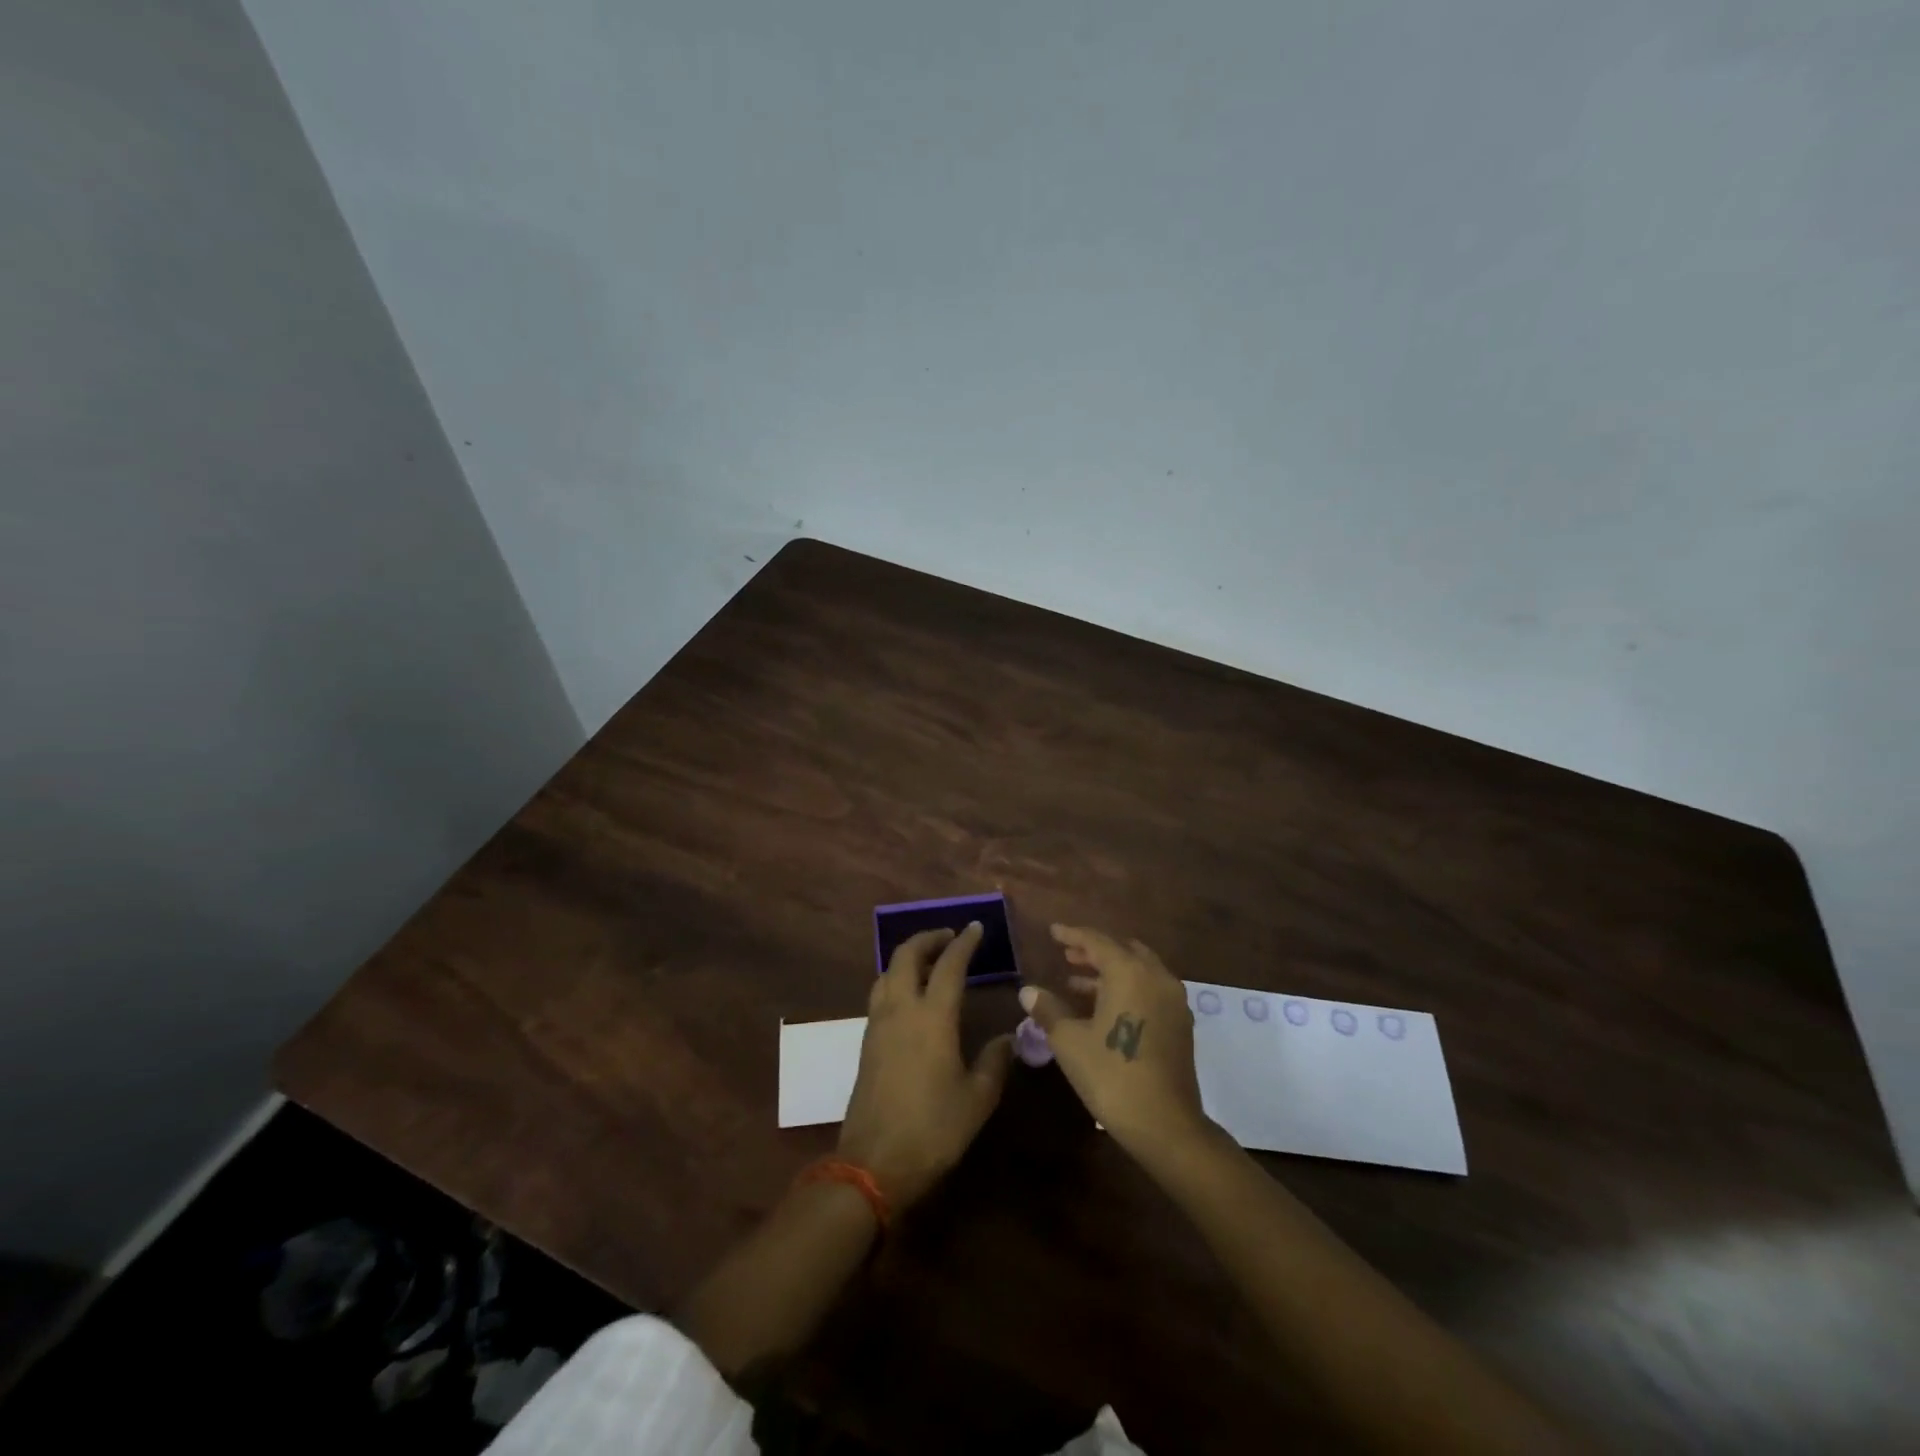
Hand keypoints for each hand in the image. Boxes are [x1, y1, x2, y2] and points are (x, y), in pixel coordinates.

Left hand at [839, 923, 1013, 1208]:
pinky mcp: (866, 1041)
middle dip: (928, 938)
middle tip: (949, 937)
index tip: (976, 927)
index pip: (950, 965)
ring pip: (888, 971)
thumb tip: (1007, 1037)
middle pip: (907, 954)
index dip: (964, 942)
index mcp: (933, 1017)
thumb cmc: (933, 1129)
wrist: (874, 1163)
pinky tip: (911, 997)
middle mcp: (901, 1010)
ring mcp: (878, 1024)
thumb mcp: (977, 1099)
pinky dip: (896, 979)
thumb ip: (994, 1062)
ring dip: (908, 957)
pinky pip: (880, 993)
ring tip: (930, 963)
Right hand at [1020, 924, 1207, 1154]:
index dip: (1072, 934)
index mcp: (1130, 972)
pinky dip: (1127, 988)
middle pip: (1123, 950)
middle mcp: (1156, 977)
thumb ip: (1048, 1010)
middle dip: (1094, 950)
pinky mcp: (1180, 1024)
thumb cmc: (1111, 1075)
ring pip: (1139, 970)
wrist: (1165, 1125)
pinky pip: (1150, 989)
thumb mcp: (1070, 1041)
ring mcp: (1173, 1000)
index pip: (1097, 941)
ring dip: (1109, 971)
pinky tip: (1103, 1007)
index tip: (1053, 931)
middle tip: (1066, 955)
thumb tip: (1027, 991)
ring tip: (1076, 981)